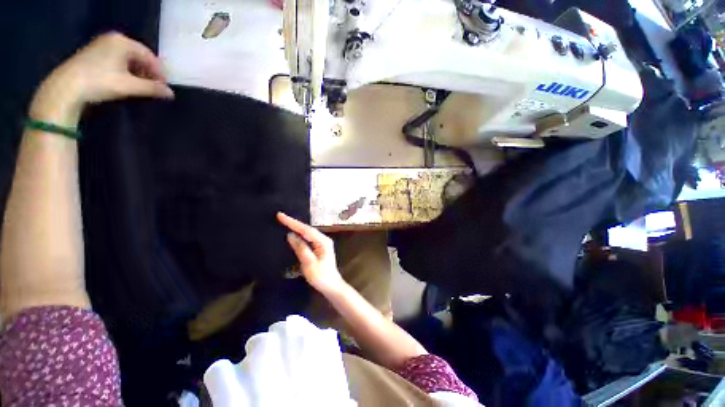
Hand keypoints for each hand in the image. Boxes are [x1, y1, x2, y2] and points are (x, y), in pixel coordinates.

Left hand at [30, 32, 173, 126]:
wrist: (65, 88)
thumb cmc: (100, 82)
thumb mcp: (130, 86)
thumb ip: (152, 88)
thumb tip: (170, 94)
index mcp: (123, 42)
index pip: (150, 56)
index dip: (159, 73)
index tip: (164, 88)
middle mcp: (113, 39)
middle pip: (139, 57)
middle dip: (148, 73)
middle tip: (153, 89)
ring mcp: (102, 45)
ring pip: (128, 59)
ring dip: (137, 74)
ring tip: (140, 88)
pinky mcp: (93, 54)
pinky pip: (117, 61)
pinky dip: (125, 72)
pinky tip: (125, 83)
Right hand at [277, 212, 345, 294]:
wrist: (331, 286)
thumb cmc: (321, 276)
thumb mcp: (309, 263)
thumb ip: (300, 248)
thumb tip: (290, 235)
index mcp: (323, 241)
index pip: (306, 229)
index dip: (293, 222)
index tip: (281, 216)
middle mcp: (323, 239)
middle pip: (307, 229)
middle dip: (294, 223)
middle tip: (280, 217)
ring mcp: (322, 243)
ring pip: (307, 232)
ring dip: (297, 227)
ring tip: (285, 221)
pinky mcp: (319, 248)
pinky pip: (308, 238)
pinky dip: (300, 234)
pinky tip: (294, 233)